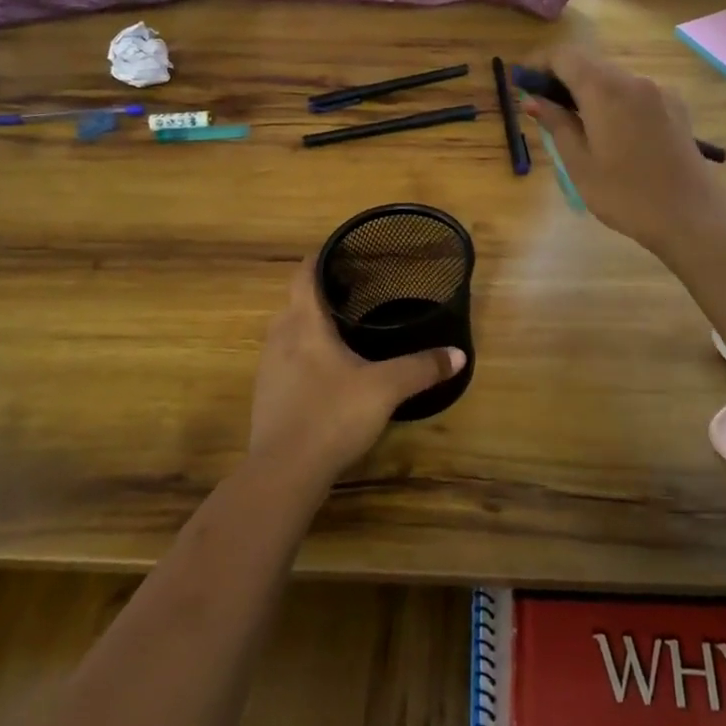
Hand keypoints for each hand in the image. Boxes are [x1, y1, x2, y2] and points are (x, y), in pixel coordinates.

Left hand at [249, 259, 464, 485]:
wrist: (283, 473)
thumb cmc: (332, 414)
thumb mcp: (385, 388)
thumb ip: (421, 368)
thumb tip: (458, 354)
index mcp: (304, 323)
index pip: (304, 274)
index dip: (320, 258)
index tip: (342, 252)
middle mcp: (280, 337)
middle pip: (295, 302)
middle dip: (321, 293)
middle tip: (355, 291)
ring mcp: (268, 368)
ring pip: (288, 332)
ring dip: (310, 326)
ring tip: (343, 329)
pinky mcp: (267, 396)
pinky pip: (285, 360)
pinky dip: (304, 354)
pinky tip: (326, 372)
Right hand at [522, 45, 725, 254]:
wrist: (692, 215)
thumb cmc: (626, 194)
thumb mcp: (580, 163)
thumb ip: (556, 124)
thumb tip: (533, 100)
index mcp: (605, 89)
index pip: (564, 56)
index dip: (539, 63)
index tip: (522, 83)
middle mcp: (633, 80)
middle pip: (590, 63)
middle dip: (561, 77)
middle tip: (541, 106)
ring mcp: (658, 92)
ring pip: (613, 78)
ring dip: (588, 90)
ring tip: (573, 123)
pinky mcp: (675, 107)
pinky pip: (634, 93)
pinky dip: (613, 100)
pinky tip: (609, 132)